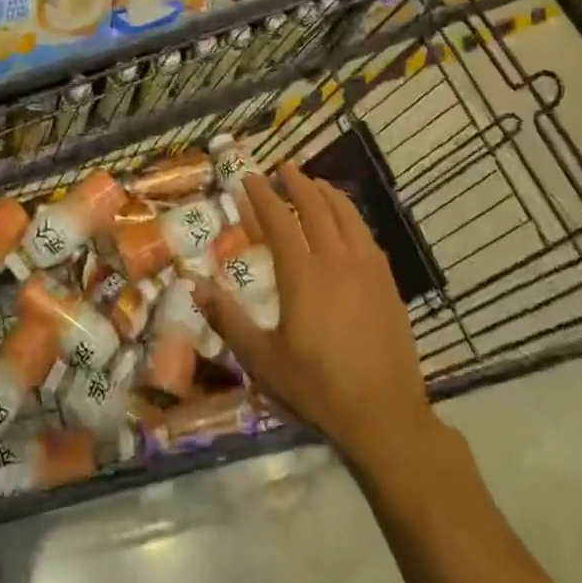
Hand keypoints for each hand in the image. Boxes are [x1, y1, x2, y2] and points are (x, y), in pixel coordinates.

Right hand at [194, 163, 440, 472]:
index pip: (278, 220)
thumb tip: (194, 285)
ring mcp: (367, 268)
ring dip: (328, 193)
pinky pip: (367, 235)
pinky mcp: (388, 282)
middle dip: (297, 182)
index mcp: (302, 274)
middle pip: (316, 207)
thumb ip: (227, 319)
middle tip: (283, 167)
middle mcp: (335, 260)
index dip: (262, 195)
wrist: (383, 414)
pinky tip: (348, 223)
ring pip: (347, 215)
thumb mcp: (261, 359)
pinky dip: (352, 216)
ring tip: (315, 183)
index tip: (249, 177)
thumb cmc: (316, 387)